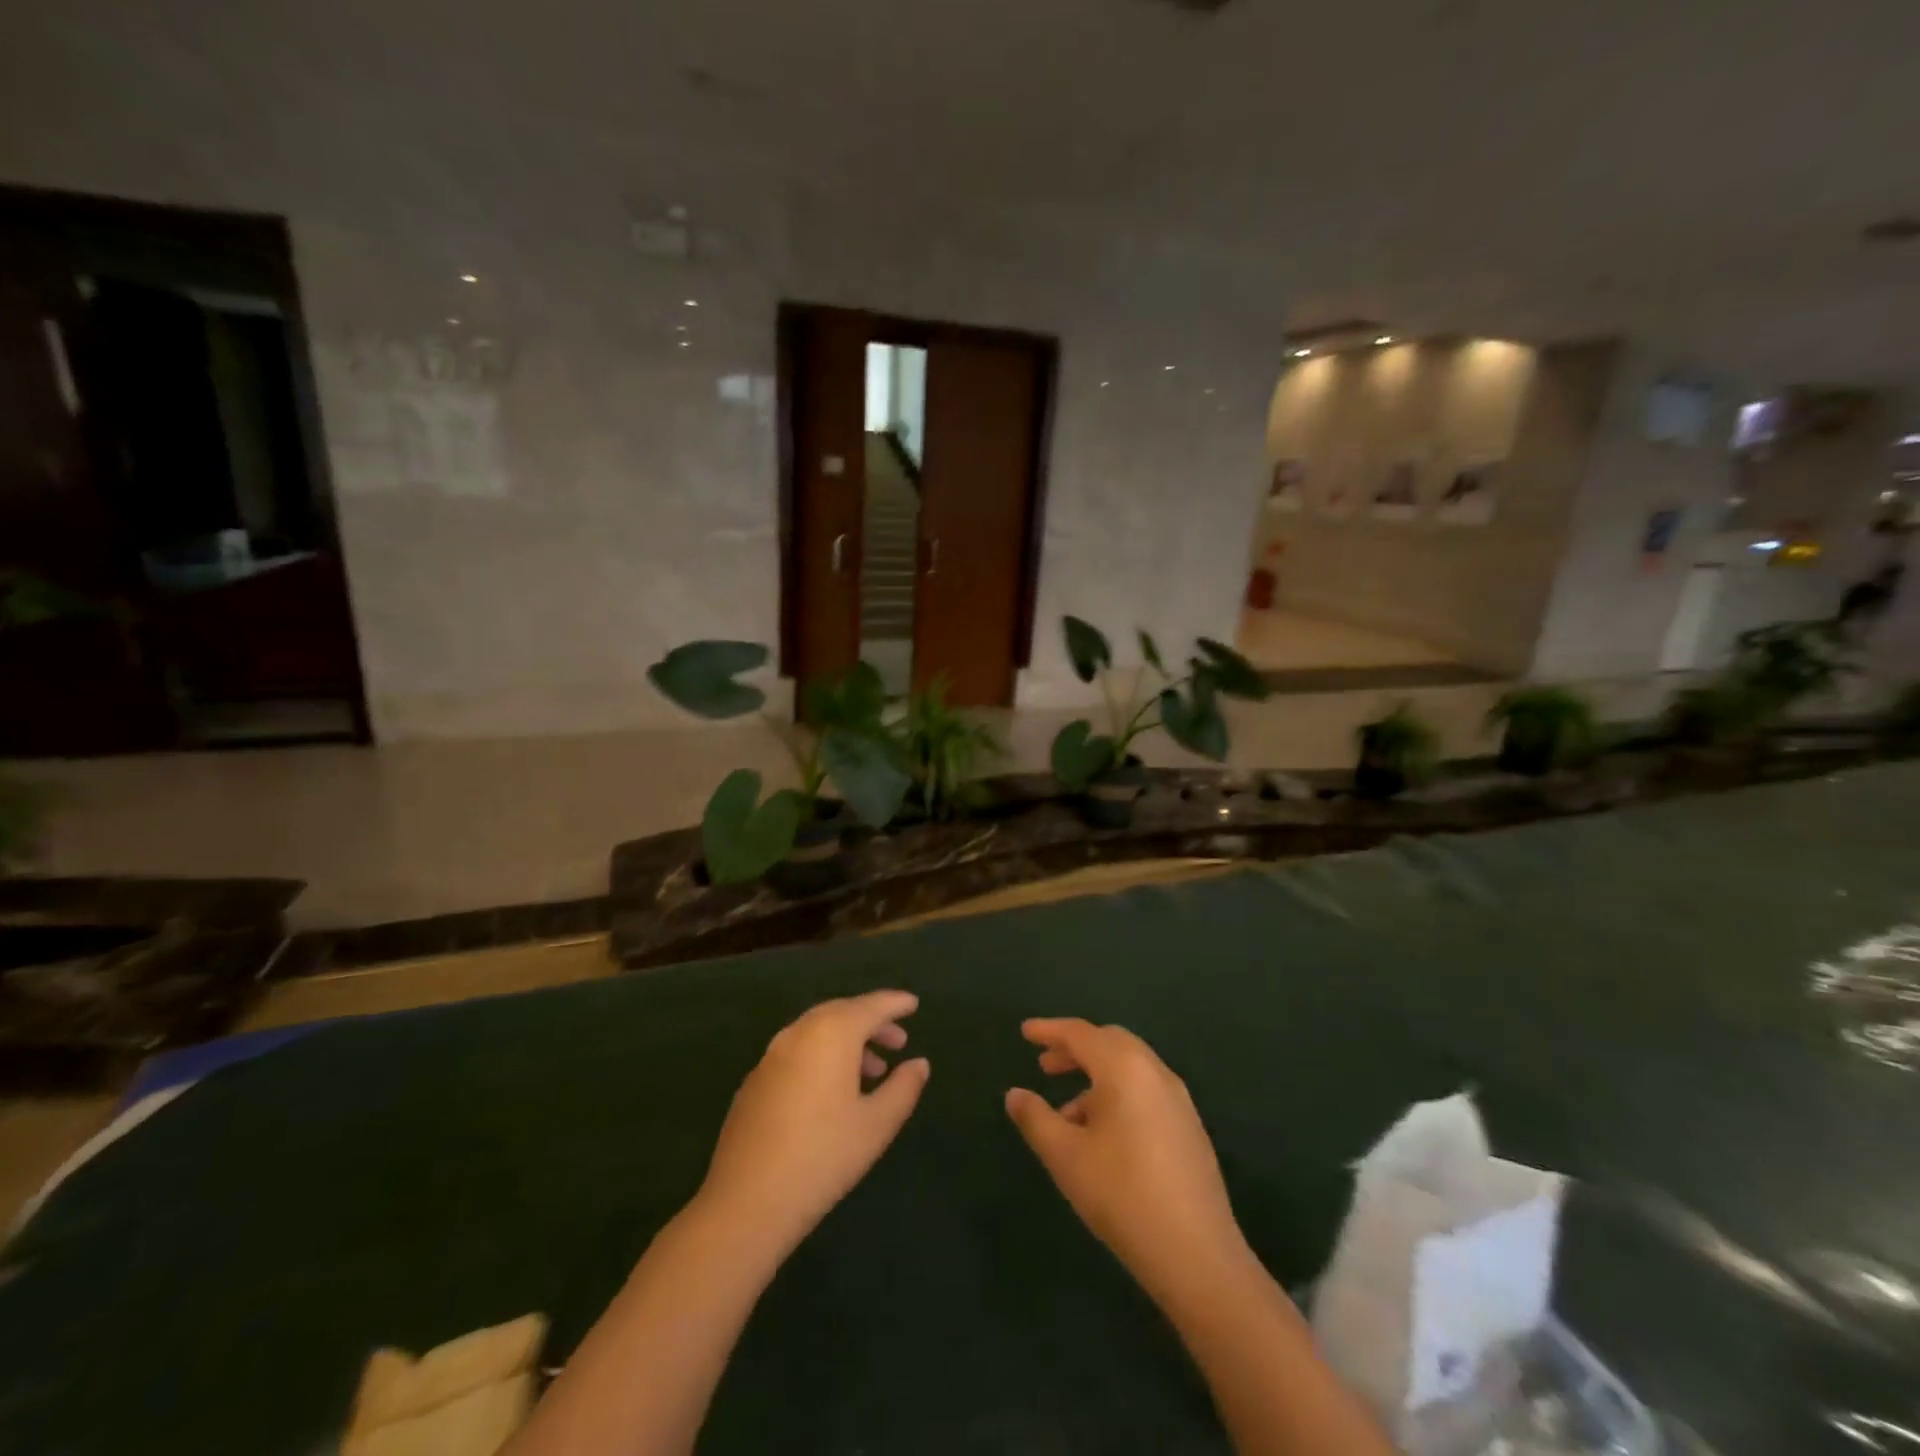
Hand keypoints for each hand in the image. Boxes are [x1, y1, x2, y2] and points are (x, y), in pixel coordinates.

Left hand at [696, 990, 929, 1259]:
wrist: (746, 1202)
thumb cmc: (822, 1157)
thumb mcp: (876, 1125)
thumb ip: (903, 1088)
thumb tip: (919, 1063)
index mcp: (832, 1033)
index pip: (871, 1006)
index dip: (895, 1003)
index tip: (914, 1003)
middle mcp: (800, 1032)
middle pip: (842, 1013)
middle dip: (872, 1022)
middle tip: (898, 1041)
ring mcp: (772, 1055)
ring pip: (818, 1032)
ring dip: (848, 1042)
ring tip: (873, 1071)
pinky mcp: (755, 1080)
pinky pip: (798, 1051)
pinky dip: (822, 1056)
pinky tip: (833, 1091)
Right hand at [1005, 1018, 1249, 1300]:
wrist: (1197, 1254)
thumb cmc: (1121, 1194)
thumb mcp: (1065, 1156)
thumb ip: (1036, 1118)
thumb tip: (1015, 1094)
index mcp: (1124, 1067)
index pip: (1080, 1033)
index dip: (1049, 1030)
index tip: (1025, 1032)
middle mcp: (1154, 1071)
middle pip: (1109, 1042)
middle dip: (1075, 1050)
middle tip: (1045, 1066)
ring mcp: (1178, 1099)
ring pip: (1129, 1068)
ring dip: (1095, 1076)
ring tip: (1066, 1113)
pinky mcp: (1189, 1126)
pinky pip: (1145, 1091)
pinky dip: (1117, 1094)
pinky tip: (1101, 1136)